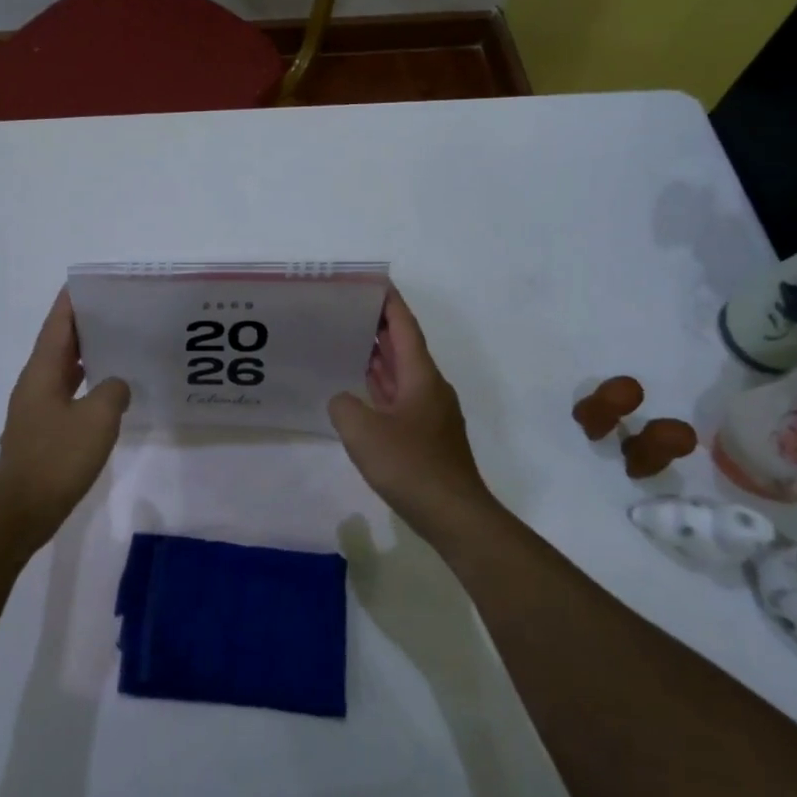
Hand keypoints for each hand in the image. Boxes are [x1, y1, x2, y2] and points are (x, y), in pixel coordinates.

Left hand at [0, 290, 129, 546]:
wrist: (22, 510)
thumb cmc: (57, 458)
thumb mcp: (97, 419)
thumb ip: (113, 391)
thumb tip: (116, 385)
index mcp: (41, 372)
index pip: (57, 324)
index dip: (72, 301)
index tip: (93, 283)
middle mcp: (34, 383)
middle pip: (59, 343)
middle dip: (85, 324)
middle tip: (119, 310)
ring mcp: (36, 408)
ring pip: (63, 369)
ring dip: (87, 354)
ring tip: (119, 343)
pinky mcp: (42, 430)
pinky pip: (67, 393)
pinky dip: (86, 383)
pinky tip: (109, 391)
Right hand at [329, 289, 495, 532]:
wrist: (453, 514)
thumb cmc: (411, 466)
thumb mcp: (363, 432)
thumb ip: (344, 405)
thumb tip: (343, 400)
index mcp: (421, 376)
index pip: (405, 327)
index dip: (389, 302)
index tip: (372, 282)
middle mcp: (430, 387)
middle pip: (404, 346)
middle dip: (379, 326)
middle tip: (347, 309)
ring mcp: (430, 412)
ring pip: (402, 373)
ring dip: (378, 356)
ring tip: (347, 341)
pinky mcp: (426, 435)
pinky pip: (399, 397)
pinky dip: (380, 386)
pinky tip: (360, 391)